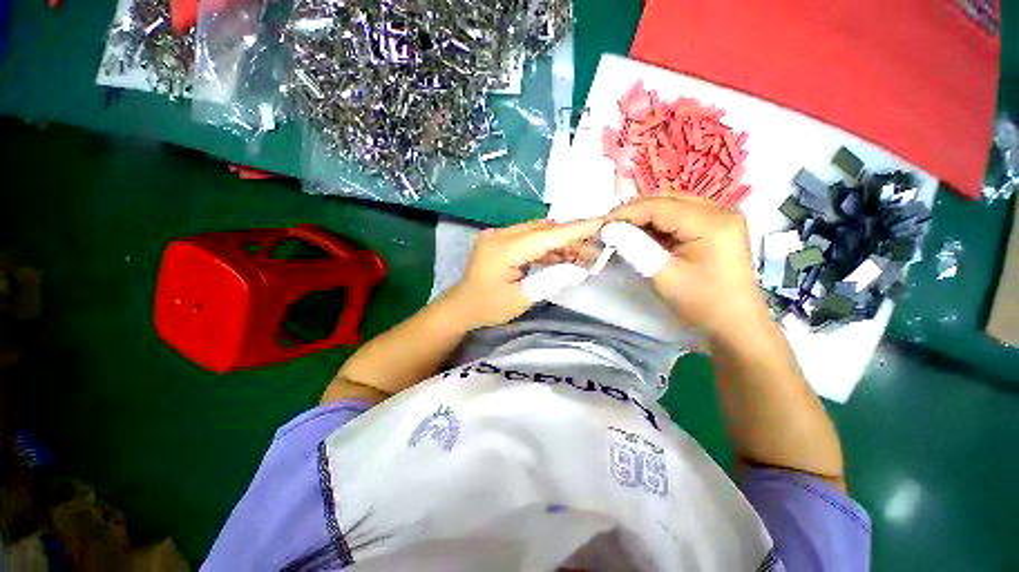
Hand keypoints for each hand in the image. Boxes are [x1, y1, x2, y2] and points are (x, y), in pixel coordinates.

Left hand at [442, 218, 603, 329]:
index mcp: (503, 250)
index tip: (600, 221)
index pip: (545, 236)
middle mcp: (499, 235)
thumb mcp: (523, 298)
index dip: (574, 229)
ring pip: (536, 231)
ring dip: (558, 241)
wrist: (461, 307)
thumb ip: (551, 279)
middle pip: (542, 229)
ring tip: (580, 253)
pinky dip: (544, 245)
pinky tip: (560, 255)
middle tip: (593, 244)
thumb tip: (577, 267)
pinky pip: (527, 237)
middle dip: (570, 236)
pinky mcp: (498, 239)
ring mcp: (497, 235)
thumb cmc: (489, 307)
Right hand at [609, 196, 768, 342]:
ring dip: (644, 215)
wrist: (735, 323)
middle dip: (634, 211)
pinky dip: (657, 222)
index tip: (601, 225)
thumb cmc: (701, 303)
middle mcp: (720, 209)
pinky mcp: (716, 224)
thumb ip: (635, 247)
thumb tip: (609, 229)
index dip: (626, 213)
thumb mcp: (663, 275)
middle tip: (610, 228)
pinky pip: (679, 214)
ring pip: (671, 203)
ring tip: (623, 231)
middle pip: (666, 199)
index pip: (659, 206)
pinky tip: (643, 234)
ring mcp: (720, 215)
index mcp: (712, 223)